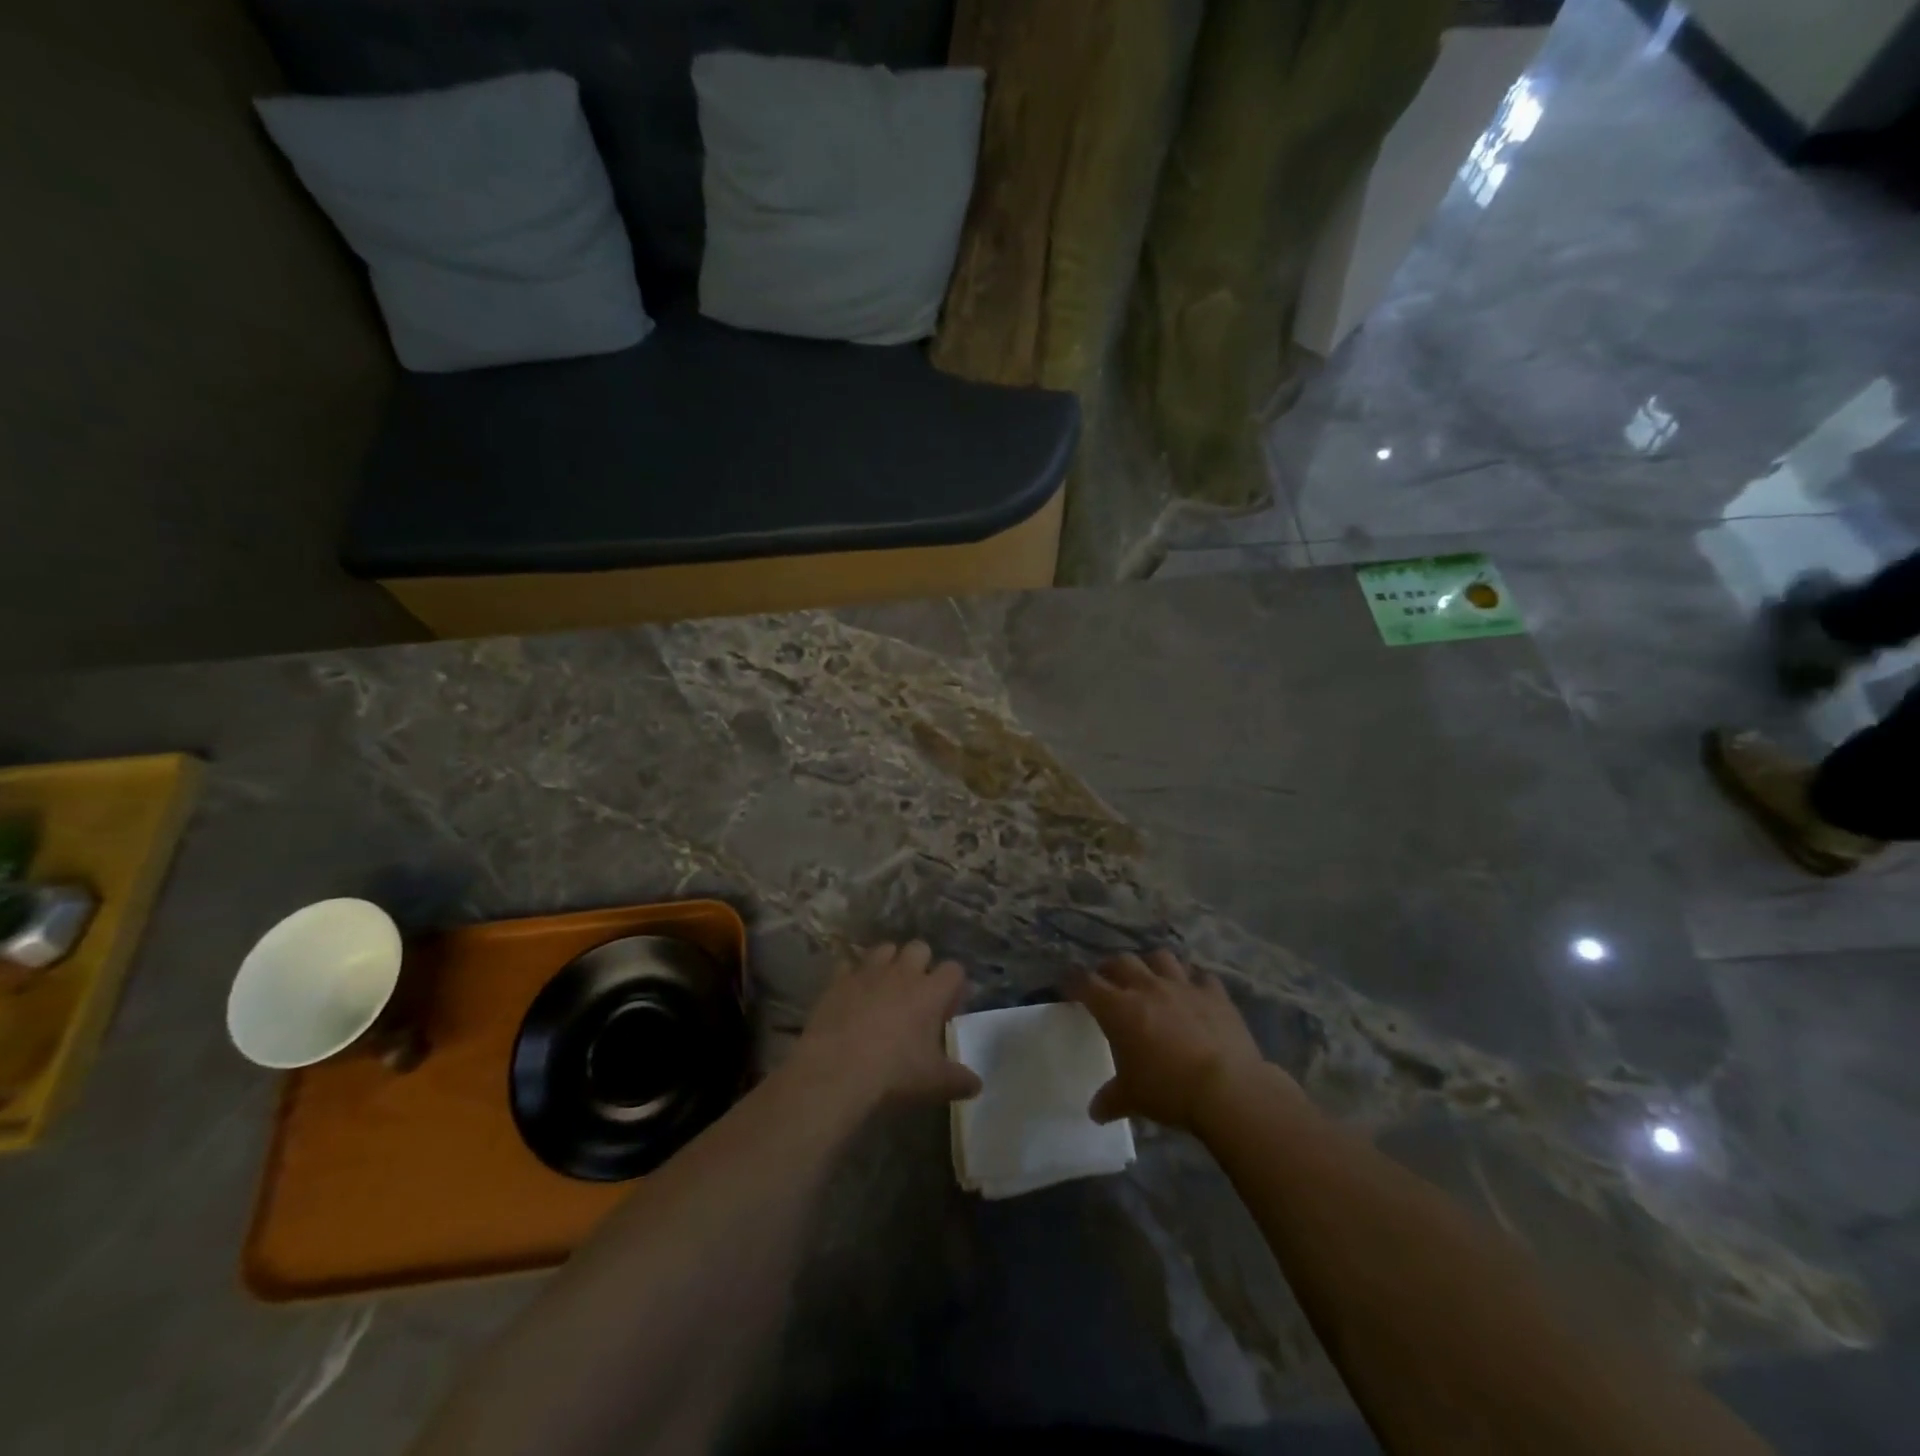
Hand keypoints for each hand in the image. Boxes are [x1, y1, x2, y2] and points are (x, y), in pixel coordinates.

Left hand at [787, 941, 982, 1112]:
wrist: (836, 1069)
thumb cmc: (894, 1073)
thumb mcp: (934, 1083)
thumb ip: (959, 1080)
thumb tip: (976, 1084)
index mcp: (931, 991)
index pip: (954, 970)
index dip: (953, 986)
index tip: (948, 1008)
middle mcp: (902, 972)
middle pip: (920, 948)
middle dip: (922, 965)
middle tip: (917, 995)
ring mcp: (868, 972)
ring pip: (885, 949)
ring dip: (889, 963)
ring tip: (884, 990)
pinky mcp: (838, 980)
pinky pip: (849, 965)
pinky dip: (853, 976)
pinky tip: (851, 995)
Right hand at [1066, 950, 1279, 1130]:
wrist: (1227, 1088)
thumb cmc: (1168, 1090)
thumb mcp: (1132, 1098)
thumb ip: (1111, 1099)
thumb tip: (1095, 1111)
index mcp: (1118, 1008)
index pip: (1086, 983)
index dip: (1074, 981)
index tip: (1068, 985)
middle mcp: (1147, 987)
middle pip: (1121, 962)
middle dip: (1110, 968)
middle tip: (1108, 981)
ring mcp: (1183, 986)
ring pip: (1160, 958)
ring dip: (1151, 964)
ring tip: (1150, 978)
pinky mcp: (1214, 994)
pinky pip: (1201, 977)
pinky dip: (1194, 981)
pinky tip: (1194, 992)